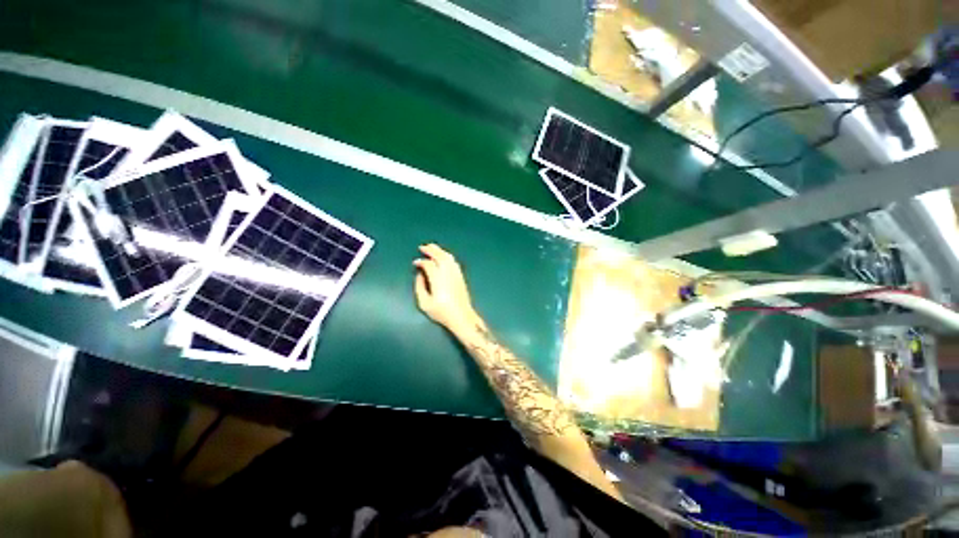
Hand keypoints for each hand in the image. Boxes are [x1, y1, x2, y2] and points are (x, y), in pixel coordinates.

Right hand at [413, 244, 480, 336]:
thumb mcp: (424, 303)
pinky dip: (447, 256)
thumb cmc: (442, 312)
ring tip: (432, 247)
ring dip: (439, 250)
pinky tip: (443, 256)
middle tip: (422, 247)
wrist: (462, 316)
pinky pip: (453, 261)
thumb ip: (419, 287)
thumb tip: (420, 275)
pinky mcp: (461, 276)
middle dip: (431, 250)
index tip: (415, 263)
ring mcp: (456, 273)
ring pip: (448, 257)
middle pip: (439, 256)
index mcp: (438, 279)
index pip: (428, 264)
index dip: (421, 262)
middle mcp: (448, 273)